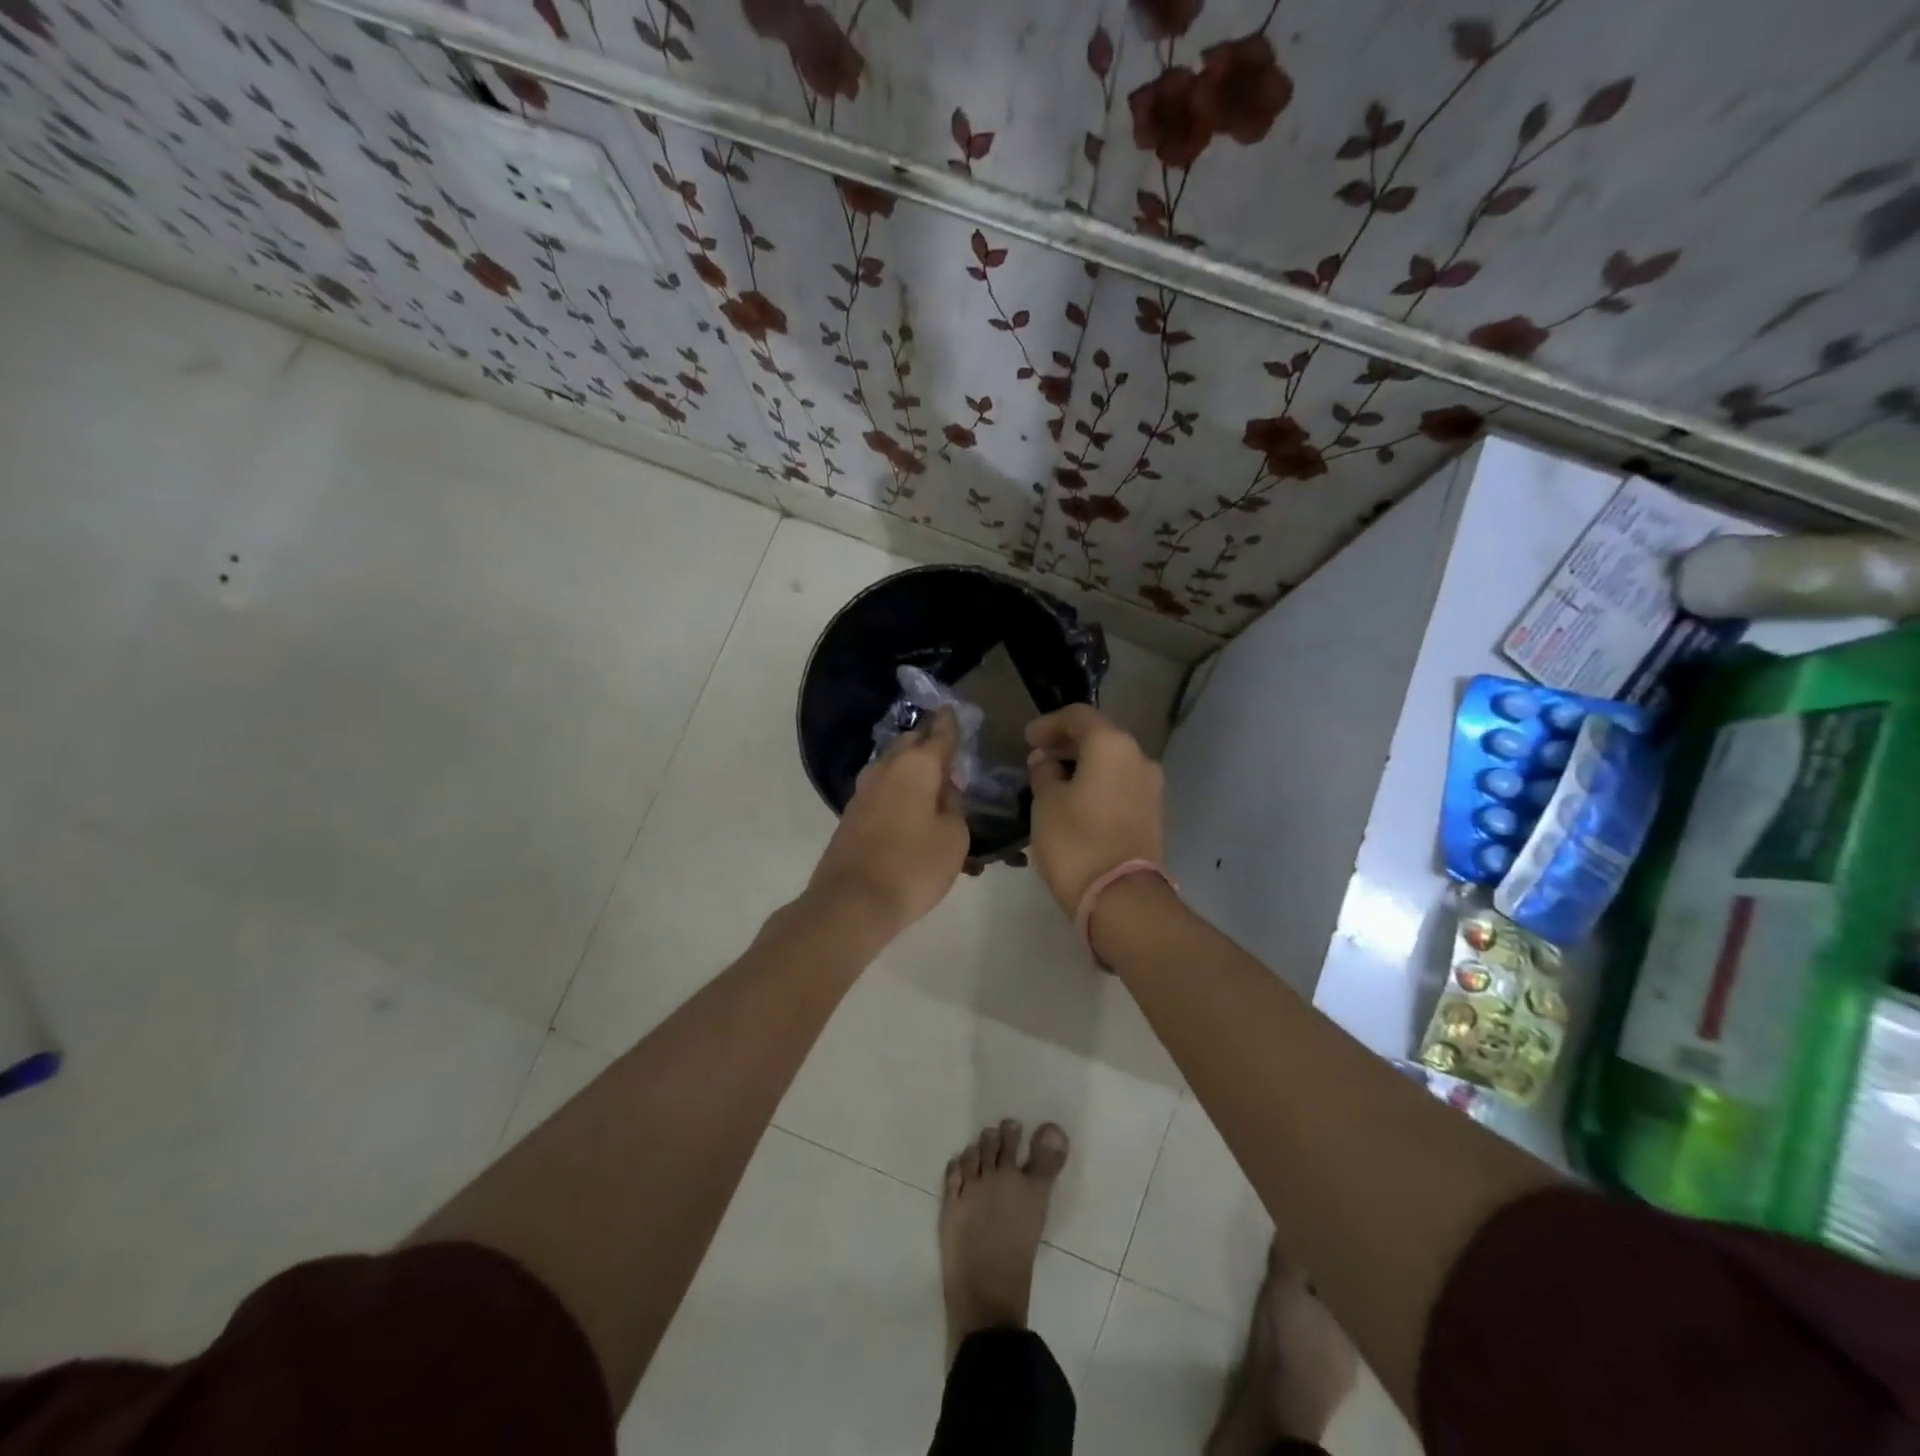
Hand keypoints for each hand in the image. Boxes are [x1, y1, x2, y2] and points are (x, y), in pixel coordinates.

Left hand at [808, 708, 969, 938]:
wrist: (853, 901)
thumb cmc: (913, 866)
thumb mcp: (954, 837)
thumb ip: (954, 805)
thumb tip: (944, 788)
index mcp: (917, 766)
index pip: (940, 733)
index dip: (950, 722)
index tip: (953, 710)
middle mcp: (887, 768)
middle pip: (910, 743)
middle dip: (928, 739)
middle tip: (946, 742)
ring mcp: (864, 790)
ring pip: (893, 764)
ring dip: (912, 765)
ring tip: (932, 775)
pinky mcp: (853, 813)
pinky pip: (883, 787)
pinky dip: (899, 787)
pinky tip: (910, 801)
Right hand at [1025, 704, 1164, 913]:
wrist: (1122, 898)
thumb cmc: (1076, 841)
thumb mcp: (1046, 802)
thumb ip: (1044, 772)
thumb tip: (1046, 760)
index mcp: (1112, 745)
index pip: (1079, 716)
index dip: (1049, 723)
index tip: (1028, 738)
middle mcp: (1139, 757)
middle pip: (1100, 736)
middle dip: (1068, 743)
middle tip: (1039, 755)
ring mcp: (1152, 787)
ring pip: (1113, 762)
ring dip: (1085, 764)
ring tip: (1055, 780)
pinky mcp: (1154, 814)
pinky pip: (1121, 785)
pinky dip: (1099, 783)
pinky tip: (1077, 800)